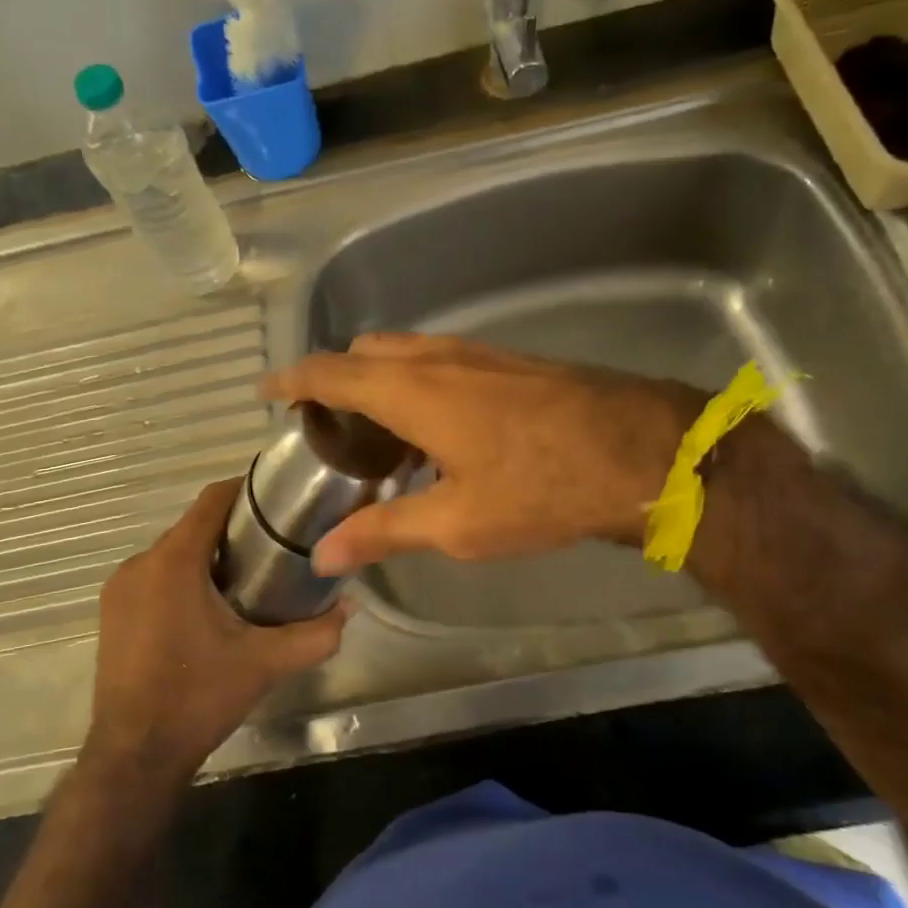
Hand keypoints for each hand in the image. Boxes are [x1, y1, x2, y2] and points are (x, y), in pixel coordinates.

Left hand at [85, 478, 345, 783]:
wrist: (135, 755)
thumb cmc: (199, 697)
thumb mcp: (266, 664)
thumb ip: (315, 634)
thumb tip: (350, 606)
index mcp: (173, 562)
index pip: (211, 501)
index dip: (245, 490)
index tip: (279, 497)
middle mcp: (139, 564)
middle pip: (193, 526)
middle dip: (232, 528)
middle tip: (275, 544)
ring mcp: (119, 589)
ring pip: (172, 552)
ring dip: (207, 554)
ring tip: (250, 574)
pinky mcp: (112, 612)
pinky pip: (154, 576)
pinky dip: (183, 576)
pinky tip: (210, 606)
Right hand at [260, 333, 705, 573]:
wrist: (641, 451)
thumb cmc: (540, 488)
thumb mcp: (456, 522)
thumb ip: (384, 531)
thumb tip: (324, 555)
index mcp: (411, 390)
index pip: (329, 372)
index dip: (291, 379)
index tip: (265, 389)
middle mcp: (437, 358)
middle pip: (365, 353)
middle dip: (336, 379)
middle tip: (328, 427)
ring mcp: (477, 352)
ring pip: (406, 352)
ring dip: (380, 380)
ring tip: (379, 434)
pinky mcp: (509, 360)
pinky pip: (441, 359)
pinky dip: (417, 382)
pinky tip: (438, 430)